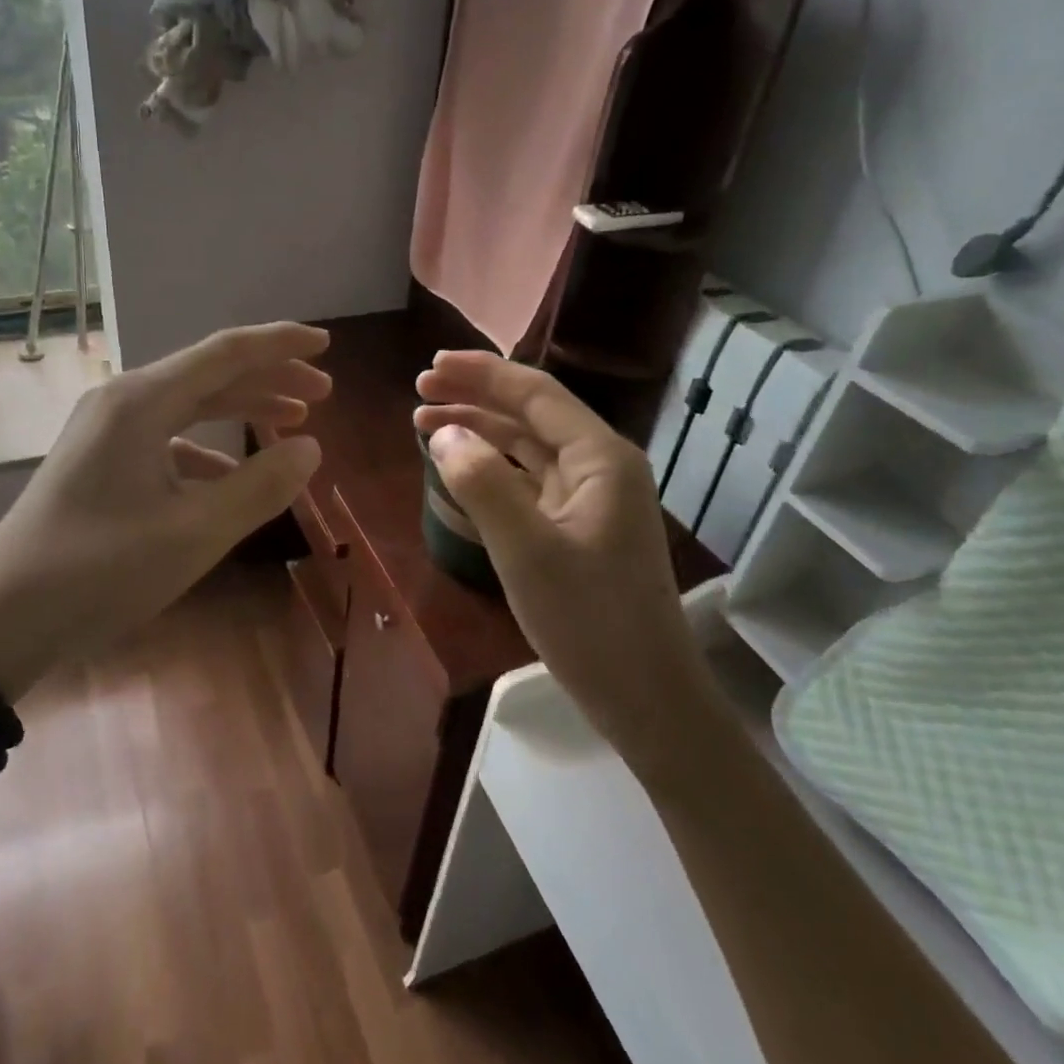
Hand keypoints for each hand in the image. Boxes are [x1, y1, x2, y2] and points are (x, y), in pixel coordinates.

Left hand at [0, 323, 329, 697]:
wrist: (0, 620)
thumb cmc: (100, 571)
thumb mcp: (195, 533)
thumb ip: (260, 486)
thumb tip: (310, 448)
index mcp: (142, 402)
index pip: (226, 353)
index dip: (280, 344)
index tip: (327, 343)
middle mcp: (121, 402)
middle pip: (208, 375)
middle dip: (269, 378)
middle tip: (322, 393)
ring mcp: (104, 432)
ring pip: (188, 406)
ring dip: (241, 411)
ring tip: (291, 423)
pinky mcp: (98, 463)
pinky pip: (166, 441)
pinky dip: (207, 450)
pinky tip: (231, 478)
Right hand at [415, 351, 717, 775]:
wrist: (644, 696)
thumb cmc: (589, 621)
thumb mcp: (527, 551)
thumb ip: (483, 484)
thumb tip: (443, 433)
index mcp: (601, 458)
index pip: (535, 394)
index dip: (481, 374)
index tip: (430, 367)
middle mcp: (600, 467)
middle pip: (531, 415)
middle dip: (475, 398)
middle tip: (419, 394)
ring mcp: (591, 499)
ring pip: (527, 448)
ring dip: (479, 432)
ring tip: (425, 425)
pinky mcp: (577, 529)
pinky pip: (528, 481)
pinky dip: (492, 469)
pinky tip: (460, 470)